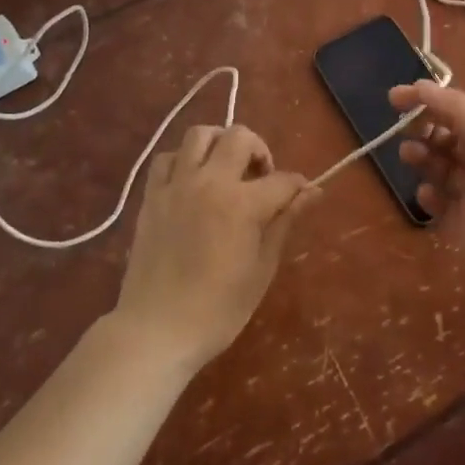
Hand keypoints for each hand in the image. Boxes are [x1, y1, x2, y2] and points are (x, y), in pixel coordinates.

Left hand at [112, 123, 317, 371]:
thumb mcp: (262, 269)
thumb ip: (285, 222)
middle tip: (261, 177)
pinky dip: (184, 160)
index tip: (302, 195)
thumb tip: (313, 192)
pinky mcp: (152, 196)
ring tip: (227, 168)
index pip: (281, 179)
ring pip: (200, 135)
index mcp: (243, 204)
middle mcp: (210, 182)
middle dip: (259, 150)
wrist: (156, 329)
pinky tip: (192, 181)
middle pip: (239, 137)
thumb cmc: (218, 309)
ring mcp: (177, 185)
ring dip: (220, 143)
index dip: (298, 186)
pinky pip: (167, 157)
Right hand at [391, 81, 464, 321]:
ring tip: (409, 157)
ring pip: (440, 168)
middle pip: (447, 136)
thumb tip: (423, 87)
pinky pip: (440, 203)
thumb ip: (459, 109)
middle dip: (423, 129)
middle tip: (404, 133)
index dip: (426, 99)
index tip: (393, 98)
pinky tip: (426, 196)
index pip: (457, 107)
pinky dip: (429, 196)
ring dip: (423, 158)